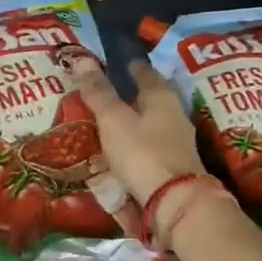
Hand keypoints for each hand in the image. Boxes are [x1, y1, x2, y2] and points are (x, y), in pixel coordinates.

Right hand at [67, 60, 204, 203]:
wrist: (175, 202)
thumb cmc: (142, 153)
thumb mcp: (114, 120)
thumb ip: (99, 92)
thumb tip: (82, 58)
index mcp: (162, 96)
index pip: (146, 73)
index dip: (132, 67)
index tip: (121, 63)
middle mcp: (175, 114)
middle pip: (154, 96)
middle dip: (136, 93)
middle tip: (115, 90)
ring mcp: (179, 141)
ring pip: (155, 121)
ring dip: (138, 118)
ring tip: (116, 120)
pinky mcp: (176, 164)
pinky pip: (154, 143)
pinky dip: (140, 141)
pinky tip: (127, 148)